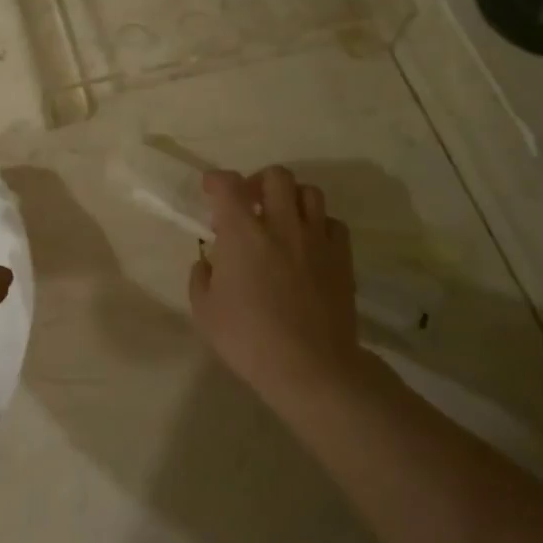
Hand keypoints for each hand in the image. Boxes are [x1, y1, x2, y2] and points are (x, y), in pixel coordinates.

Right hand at [188, 166, 358, 396]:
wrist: (310, 366)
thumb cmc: (248, 339)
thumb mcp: (205, 311)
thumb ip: (201, 277)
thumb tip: (208, 262)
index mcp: (243, 233)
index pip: (228, 185)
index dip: (216, 180)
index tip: (211, 189)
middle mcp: (281, 224)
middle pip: (276, 176)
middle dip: (258, 182)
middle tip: (250, 203)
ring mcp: (316, 238)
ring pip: (310, 192)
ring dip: (291, 198)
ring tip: (282, 219)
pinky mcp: (341, 257)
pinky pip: (333, 223)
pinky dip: (319, 224)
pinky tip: (309, 243)